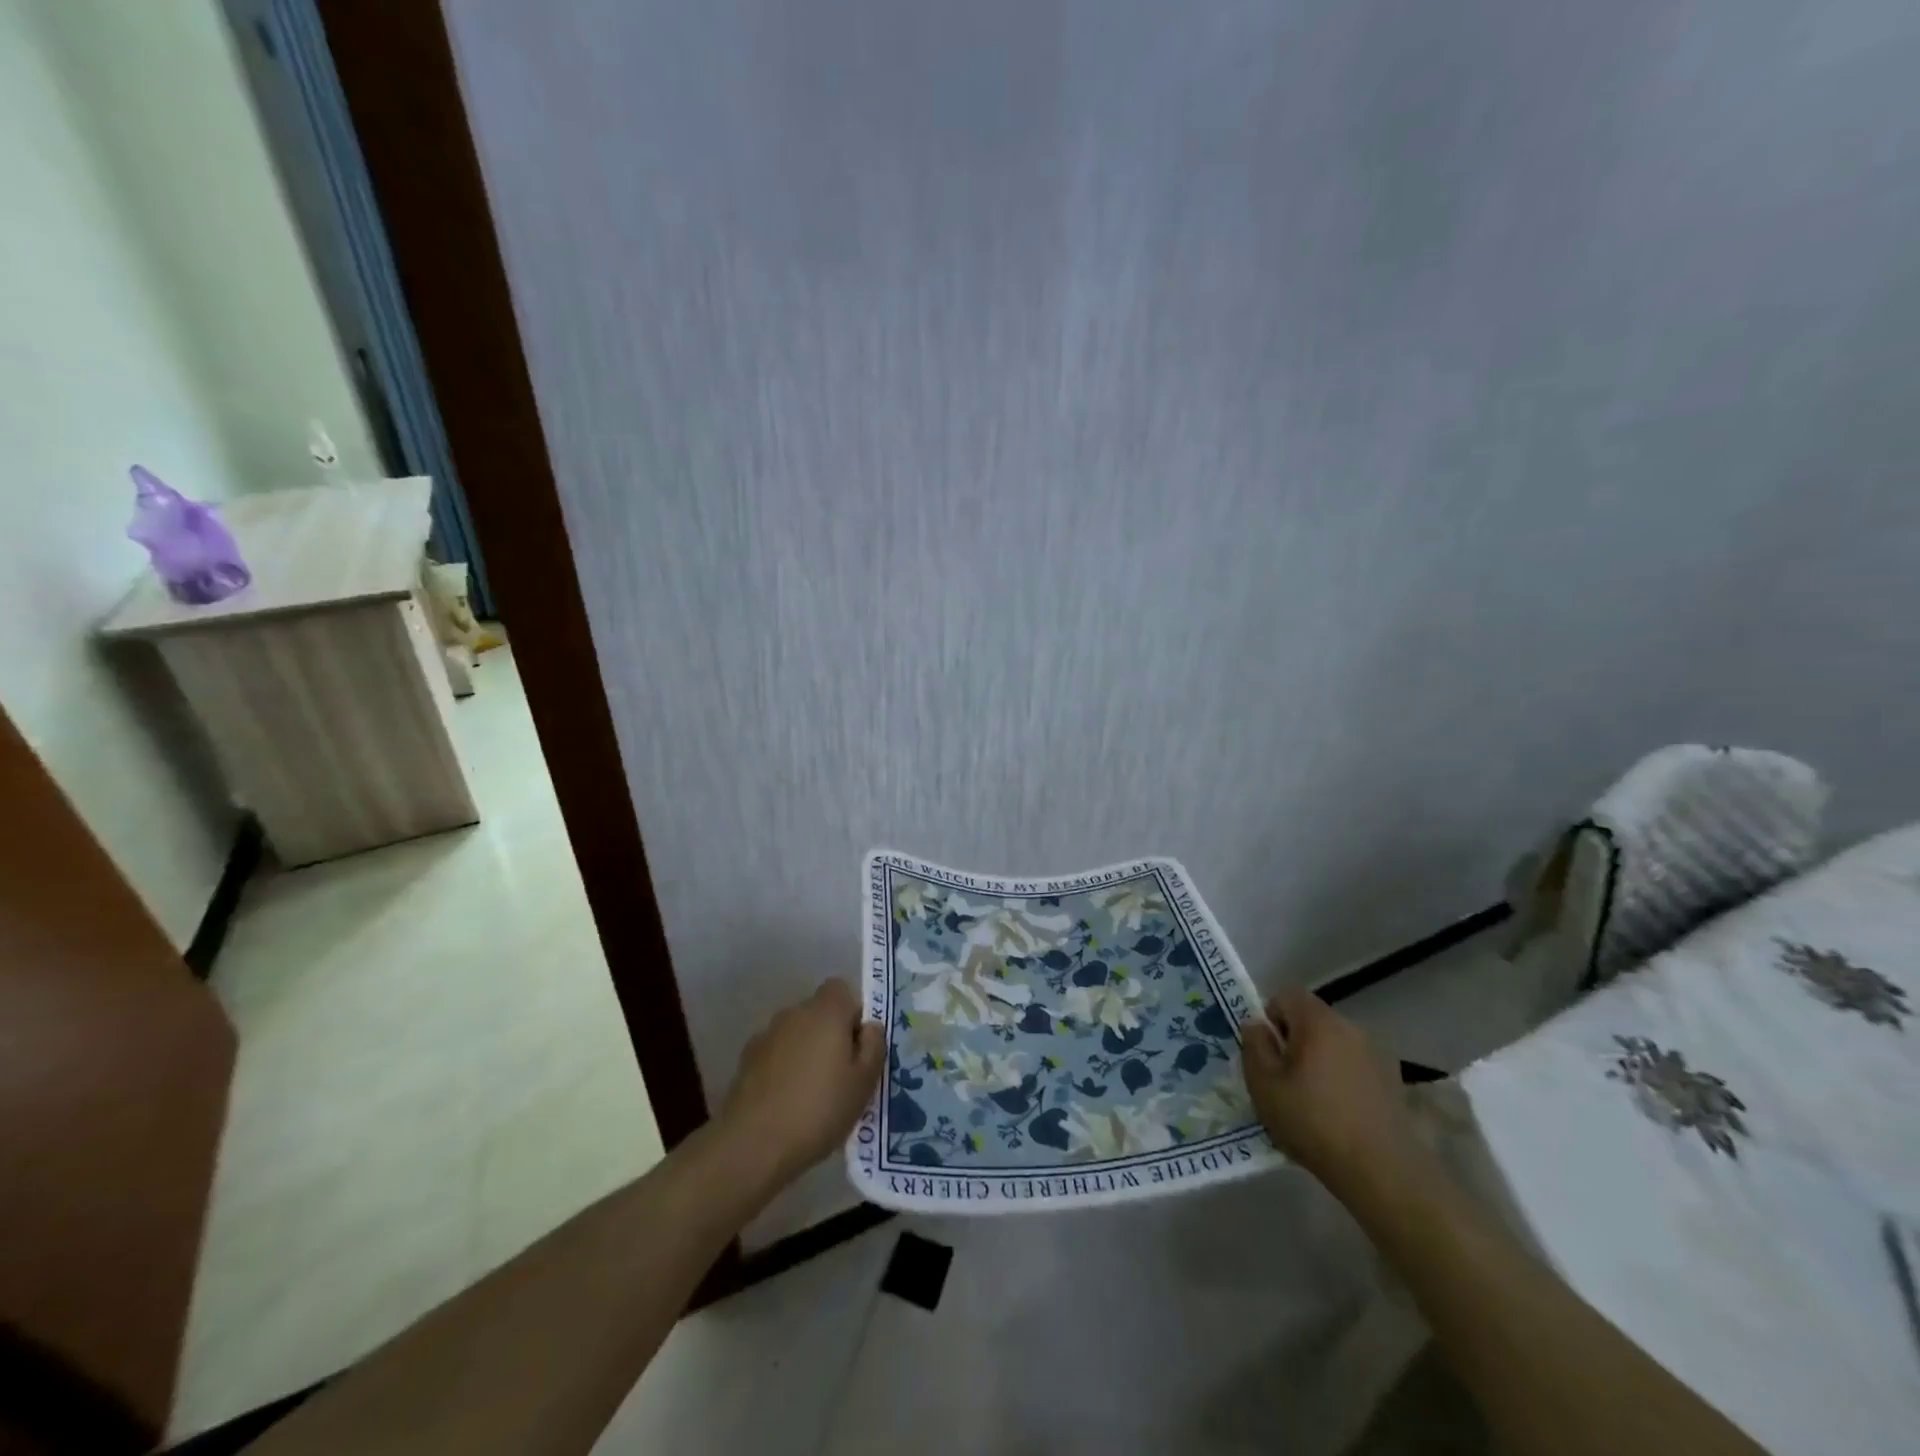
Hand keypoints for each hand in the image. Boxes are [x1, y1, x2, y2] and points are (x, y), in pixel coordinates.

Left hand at [721, 979, 884, 1185]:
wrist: (753, 1143)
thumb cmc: (819, 1109)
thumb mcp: (864, 1083)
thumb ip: (874, 1046)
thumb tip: (870, 1027)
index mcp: (826, 1012)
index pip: (842, 989)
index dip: (852, 1014)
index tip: (857, 1048)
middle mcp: (794, 1013)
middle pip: (819, 1012)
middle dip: (830, 1035)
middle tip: (840, 1075)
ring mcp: (766, 1035)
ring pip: (796, 1033)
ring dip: (805, 1051)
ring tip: (811, 1094)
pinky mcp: (746, 1059)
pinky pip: (775, 1053)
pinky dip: (783, 1068)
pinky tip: (785, 1101)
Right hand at [1242, 989, 1421, 1203]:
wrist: (1382, 1171)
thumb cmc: (1313, 1122)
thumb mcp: (1264, 1085)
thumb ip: (1254, 1046)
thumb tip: (1256, 1025)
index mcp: (1318, 1021)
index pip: (1286, 995)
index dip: (1270, 1017)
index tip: (1268, 1052)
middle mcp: (1350, 1027)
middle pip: (1312, 1018)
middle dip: (1294, 1040)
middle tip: (1284, 1078)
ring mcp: (1376, 1053)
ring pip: (1334, 1042)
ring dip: (1319, 1059)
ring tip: (1312, 1099)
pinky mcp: (1393, 1080)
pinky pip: (1355, 1064)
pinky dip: (1342, 1077)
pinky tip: (1340, 1112)